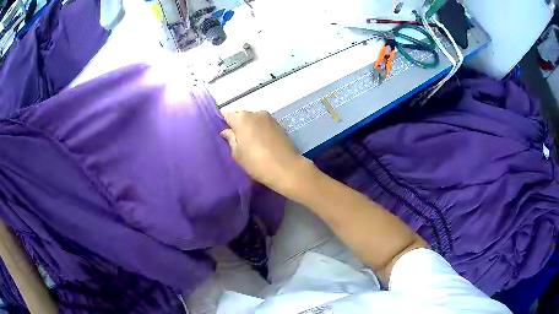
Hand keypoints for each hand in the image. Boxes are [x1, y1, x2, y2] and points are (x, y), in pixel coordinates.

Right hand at [220, 111, 312, 193]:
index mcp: (242, 118)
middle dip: (238, 126)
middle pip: (241, 116)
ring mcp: (269, 118)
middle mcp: (255, 113)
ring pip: (254, 120)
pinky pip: (264, 124)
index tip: (225, 135)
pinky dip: (261, 130)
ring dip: (250, 128)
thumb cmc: (256, 162)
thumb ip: (230, 139)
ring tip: (251, 144)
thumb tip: (227, 131)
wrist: (286, 168)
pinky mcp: (279, 124)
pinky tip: (262, 143)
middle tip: (237, 141)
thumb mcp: (237, 154)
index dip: (224, 124)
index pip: (227, 115)